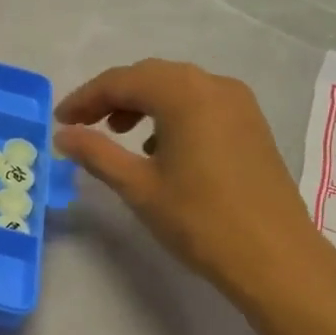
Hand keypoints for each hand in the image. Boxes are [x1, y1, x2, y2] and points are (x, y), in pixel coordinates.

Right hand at [54, 60, 332, 306]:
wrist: (275, 258)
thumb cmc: (200, 220)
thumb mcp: (138, 187)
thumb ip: (96, 153)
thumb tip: (64, 135)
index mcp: (184, 94)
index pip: (122, 81)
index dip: (85, 98)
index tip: (60, 120)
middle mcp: (214, 86)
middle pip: (151, 76)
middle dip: (112, 96)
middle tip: (83, 124)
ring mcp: (239, 104)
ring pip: (178, 88)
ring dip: (143, 103)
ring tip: (118, 133)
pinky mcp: (252, 125)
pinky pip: (202, 104)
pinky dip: (172, 114)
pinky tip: (161, 148)